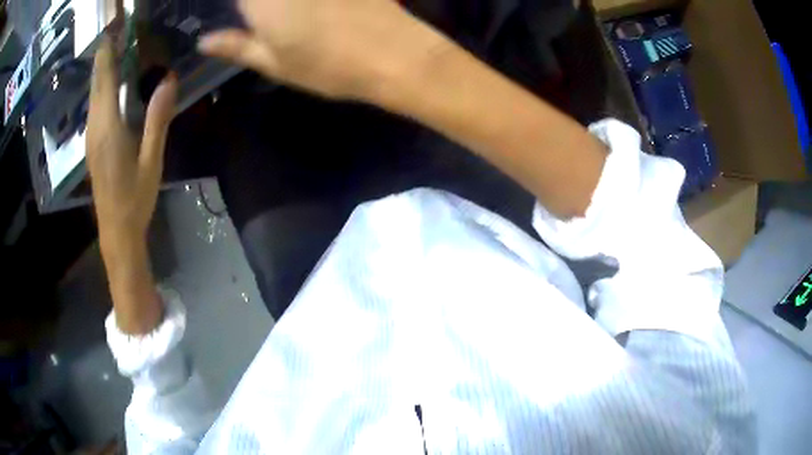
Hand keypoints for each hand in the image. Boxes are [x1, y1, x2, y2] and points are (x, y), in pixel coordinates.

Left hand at [86, 38, 177, 245]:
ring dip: (103, 68)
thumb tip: (169, 79)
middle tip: (118, 28)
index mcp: (108, 127)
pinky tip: (112, 81)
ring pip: (93, 93)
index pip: (105, 77)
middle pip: (96, 81)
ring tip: (117, 46)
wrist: (116, 231)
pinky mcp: (92, 144)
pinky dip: (102, 86)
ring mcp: (90, 136)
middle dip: (105, 52)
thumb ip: (157, 118)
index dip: (108, 49)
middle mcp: (94, 126)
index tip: (115, 25)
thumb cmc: (134, 198)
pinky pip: (95, 106)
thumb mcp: (151, 160)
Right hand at [197, 0, 448, 100]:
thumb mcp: (274, 63)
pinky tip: (316, 12)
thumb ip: (236, 47)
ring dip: (284, 7)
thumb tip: (204, 41)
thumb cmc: (328, 66)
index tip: (240, 16)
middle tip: (267, 21)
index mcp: (260, 1)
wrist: (394, 54)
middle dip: (255, 7)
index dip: (237, 7)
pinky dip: (308, 3)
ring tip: (290, 21)